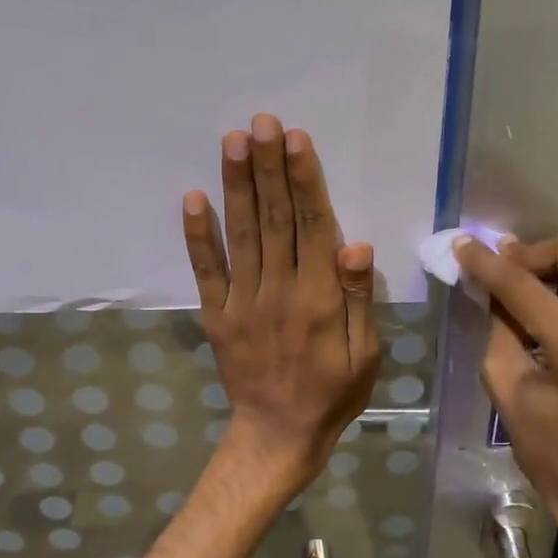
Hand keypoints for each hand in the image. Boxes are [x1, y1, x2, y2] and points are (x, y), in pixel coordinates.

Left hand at [183, 114, 381, 495]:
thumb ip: (357, 299)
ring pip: (241, 235)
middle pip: (274, 219)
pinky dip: (198, 235)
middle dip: (269, 168)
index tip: (296, 140)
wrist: (279, 435)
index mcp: (318, 297)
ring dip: (237, 186)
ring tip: (234, 141)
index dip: (304, 181)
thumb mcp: (365, 353)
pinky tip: (192, 198)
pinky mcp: (216, 315)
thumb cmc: (333, 392)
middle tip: (263, 122)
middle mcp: (278, 290)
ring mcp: (242, 301)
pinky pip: (206, 271)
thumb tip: (354, 245)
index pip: (312, 227)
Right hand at [454, 233, 557, 553]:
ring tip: (522, 290)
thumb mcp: (506, 387)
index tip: (463, 245)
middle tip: (501, 271)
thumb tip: (490, 285)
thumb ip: (498, 326)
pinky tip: (551, 307)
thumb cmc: (549, 450)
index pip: (523, 285)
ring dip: (552, 268)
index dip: (487, 262)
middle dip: (530, 254)